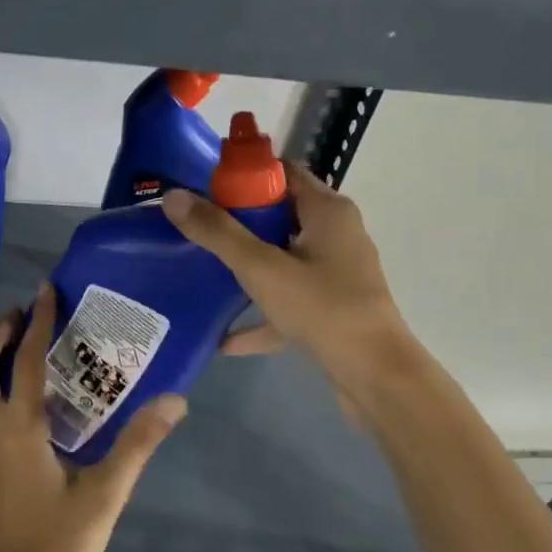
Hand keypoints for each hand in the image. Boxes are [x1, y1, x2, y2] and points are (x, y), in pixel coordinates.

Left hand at [0, 285, 186, 551]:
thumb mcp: (106, 494)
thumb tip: (174, 399)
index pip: (24, 362)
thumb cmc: (59, 546)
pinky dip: (1, 385)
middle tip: (24, 315)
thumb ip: (138, 444)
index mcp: (19, 429)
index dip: (36, 323)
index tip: (45, 290)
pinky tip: (35, 393)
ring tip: (26, 343)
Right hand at [163, 163, 416, 410]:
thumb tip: (173, 197)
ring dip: (247, 266)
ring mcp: (335, 273)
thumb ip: (217, 233)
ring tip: (203, 271)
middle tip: (194, 226)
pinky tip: (225, 338)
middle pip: (279, 214)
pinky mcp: (332, 308)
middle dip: (237, 221)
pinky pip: (288, 300)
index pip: (282, 172)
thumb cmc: (323, 309)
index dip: (243, 175)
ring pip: (282, 258)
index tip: (202, 186)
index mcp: (327, 210)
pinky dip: (261, 313)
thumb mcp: (262, 268)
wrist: (377, 379)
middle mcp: (336, 234)